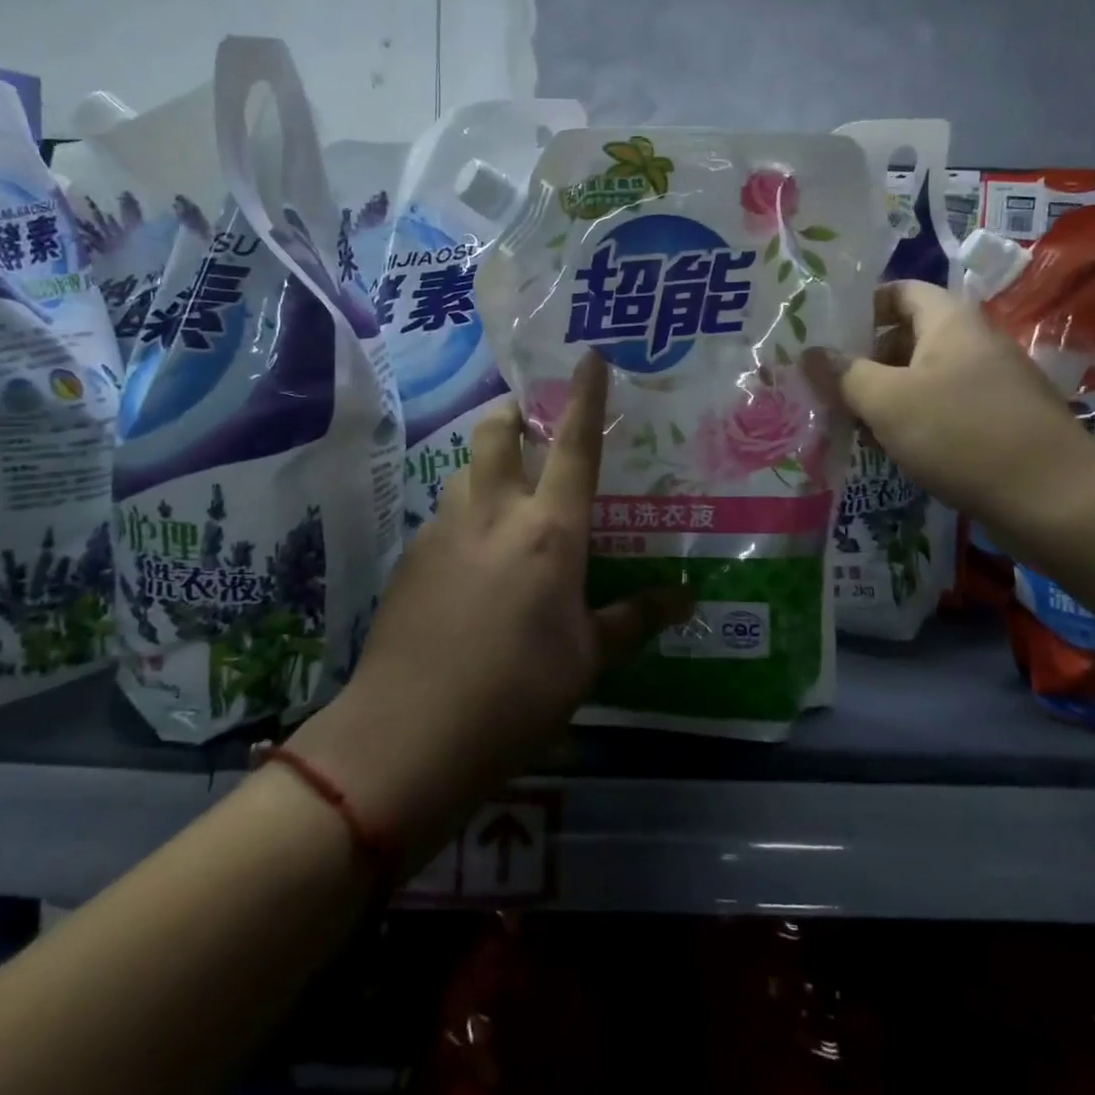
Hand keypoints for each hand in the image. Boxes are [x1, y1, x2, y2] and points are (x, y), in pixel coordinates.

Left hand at [290, 352, 692, 862]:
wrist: (407, 738)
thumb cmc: (516, 694)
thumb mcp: (586, 660)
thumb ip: (634, 619)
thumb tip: (686, 598)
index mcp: (548, 531)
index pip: (573, 446)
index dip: (584, 396)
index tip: (588, 356)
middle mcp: (493, 513)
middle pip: (494, 433)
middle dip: (510, 414)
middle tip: (528, 424)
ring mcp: (443, 532)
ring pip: (463, 473)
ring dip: (486, 469)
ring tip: (505, 502)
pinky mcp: (409, 560)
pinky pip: (443, 518)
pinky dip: (464, 520)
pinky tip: (471, 566)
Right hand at [807, 280, 1094, 530]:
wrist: (1055, 501)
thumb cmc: (961, 435)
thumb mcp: (887, 401)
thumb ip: (844, 374)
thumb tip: (810, 353)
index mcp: (951, 321)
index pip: (900, 291)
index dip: (861, 307)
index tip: (826, 336)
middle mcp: (974, 343)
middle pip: (908, 336)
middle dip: (865, 360)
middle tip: (828, 388)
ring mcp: (991, 383)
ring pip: (923, 377)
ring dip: (885, 396)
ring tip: (850, 423)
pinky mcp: (999, 421)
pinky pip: (944, 408)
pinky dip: (913, 421)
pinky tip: (891, 449)